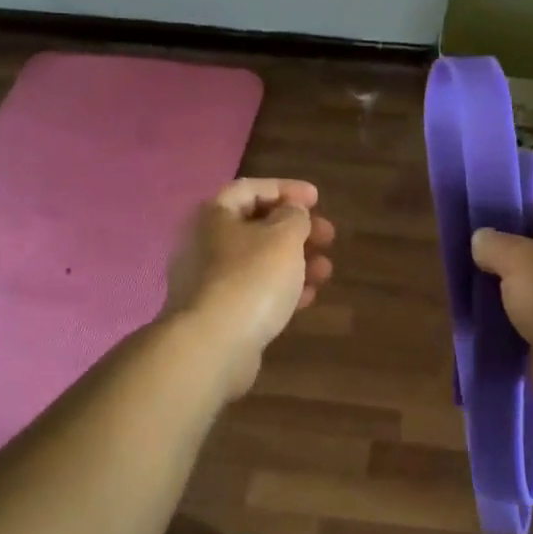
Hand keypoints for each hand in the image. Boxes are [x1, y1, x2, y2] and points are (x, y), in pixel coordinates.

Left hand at [165, 178, 335, 396]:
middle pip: (256, 226)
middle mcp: (204, 243)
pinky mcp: (217, 314)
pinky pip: (253, 291)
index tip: (317, 198)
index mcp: (213, 215)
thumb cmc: (251, 279)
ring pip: (258, 261)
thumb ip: (294, 216)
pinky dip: (281, 288)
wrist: (213, 346)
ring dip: (295, 261)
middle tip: (328, 236)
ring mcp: (207, 281)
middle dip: (296, 229)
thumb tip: (292, 212)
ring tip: (326, 270)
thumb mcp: (284, 237)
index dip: (286, 189)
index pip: (251, 188)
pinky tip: (308, 297)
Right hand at [471, 200, 532, 425]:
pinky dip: (503, 328)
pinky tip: (474, 326)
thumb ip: (495, 245)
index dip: (508, 211)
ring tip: (458, 291)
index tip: (473, 217)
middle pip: (528, 254)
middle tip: (457, 257)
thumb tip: (480, 240)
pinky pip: (523, 327)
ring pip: (523, 293)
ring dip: (496, 296)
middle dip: (496, 257)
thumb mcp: (521, 260)